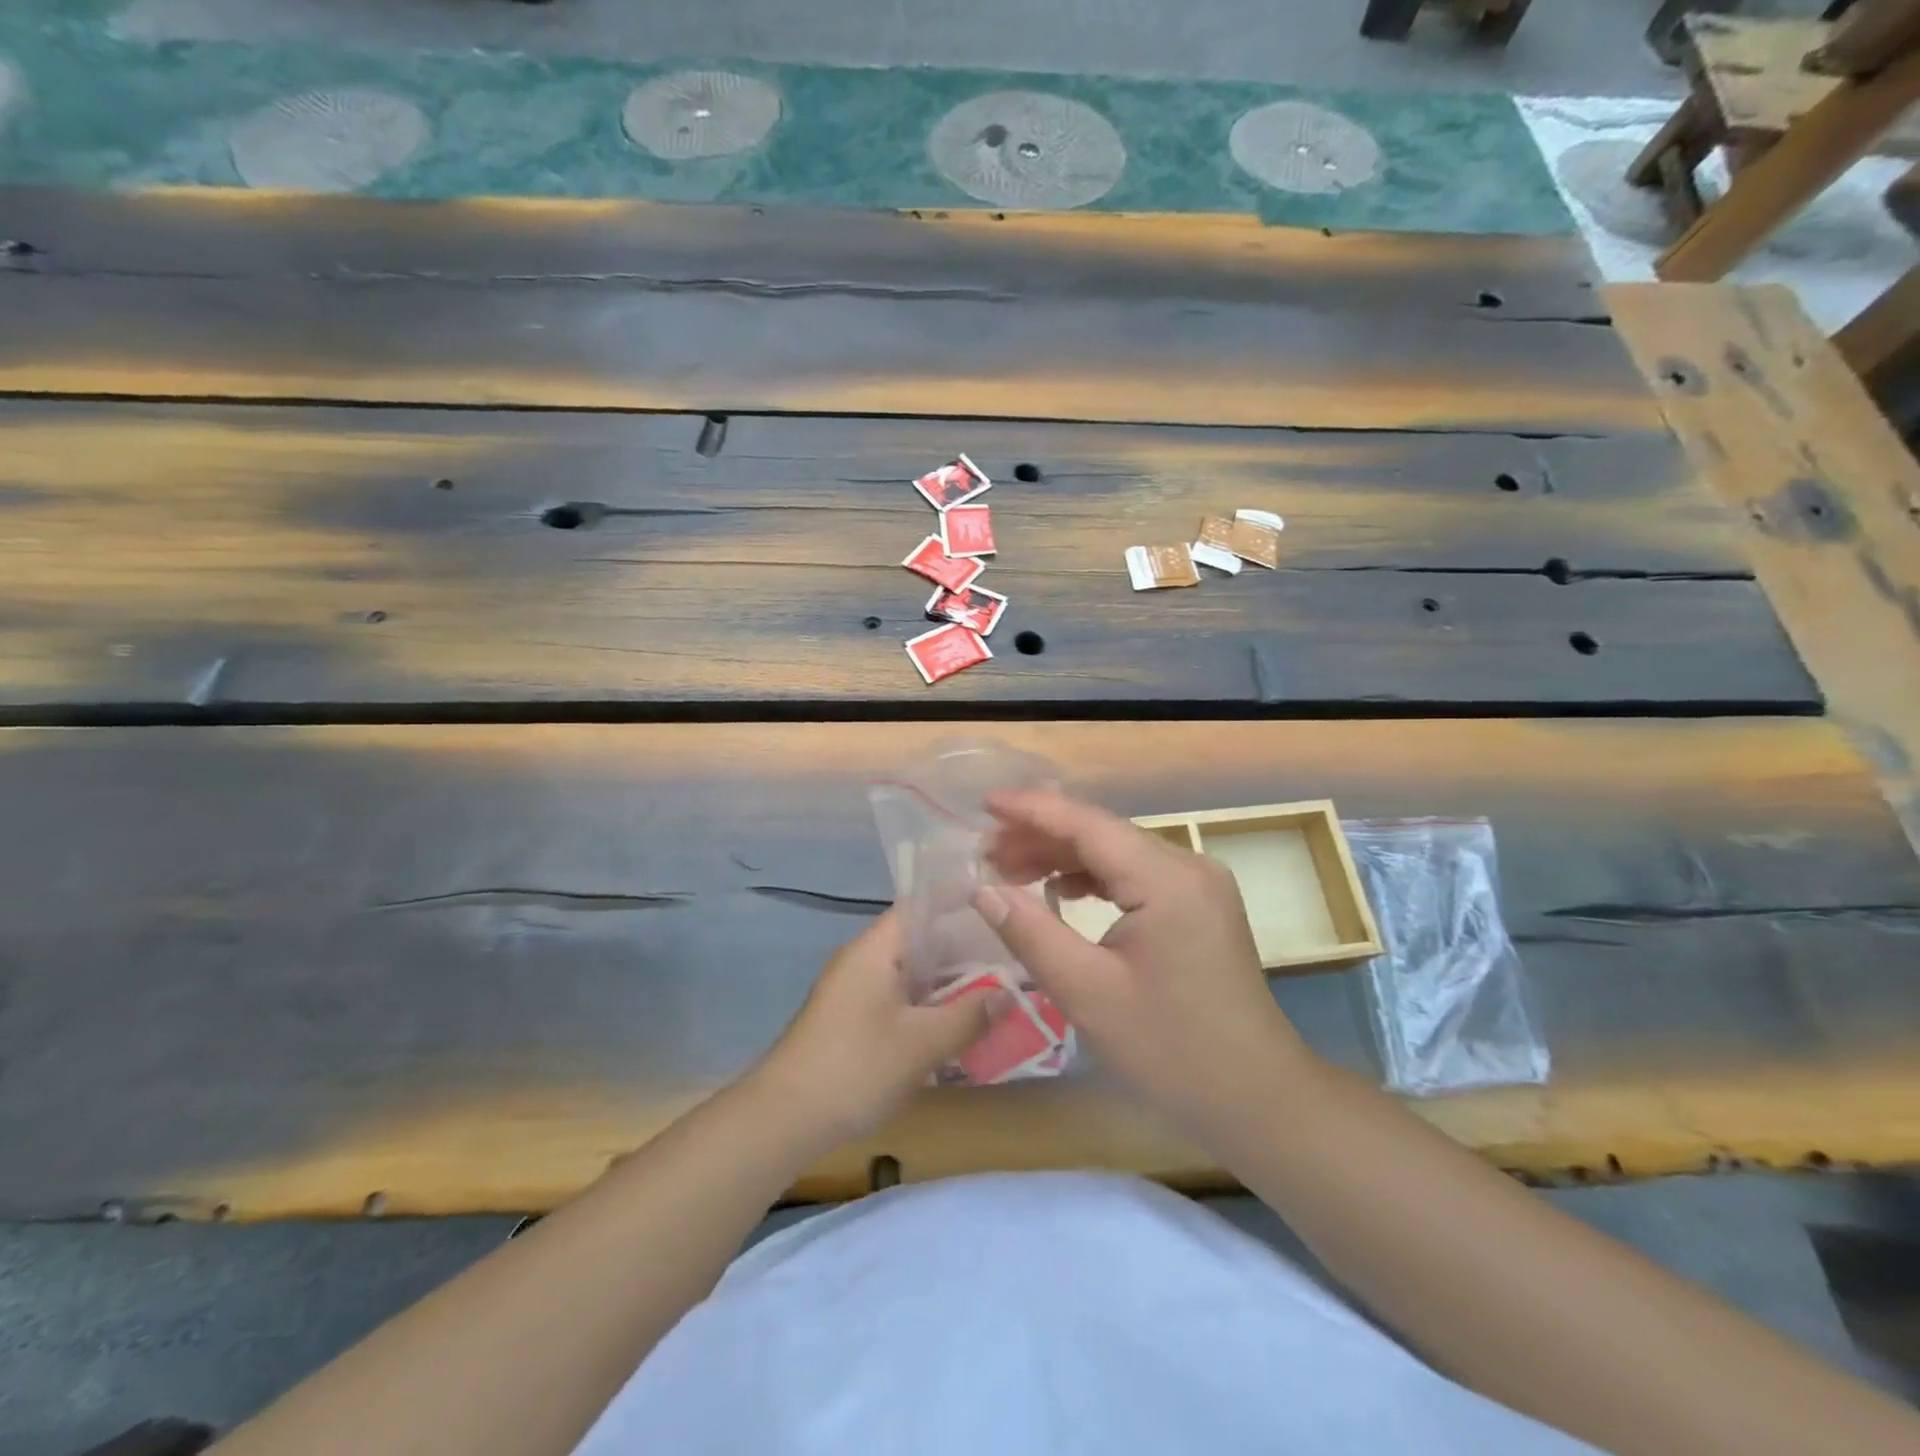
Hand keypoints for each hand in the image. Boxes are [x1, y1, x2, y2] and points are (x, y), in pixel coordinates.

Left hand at [752, 908, 1007, 1147]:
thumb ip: (970, 1015)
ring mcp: (855, 991)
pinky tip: (957, 1023)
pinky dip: (928, 1004)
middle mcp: (864, 960)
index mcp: (876, 948)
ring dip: (948, 981)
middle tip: (1011, 954)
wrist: (783, 1119)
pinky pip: (899, 998)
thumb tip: (1009, 992)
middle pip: (920, 940)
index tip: (999, 904)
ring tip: (996, 988)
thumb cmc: (856, 1066)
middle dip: (964, 948)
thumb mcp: (922, 1042)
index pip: (921, 906)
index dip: (959, 901)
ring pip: (911, 973)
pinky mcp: (852, 1021)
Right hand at [974, 791, 1313, 1129]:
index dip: (1032, 810)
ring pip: (1118, 851)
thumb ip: (1031, 933)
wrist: (1257, 1098)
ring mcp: (1199, 884)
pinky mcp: (1199, 905)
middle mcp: (1188, 866)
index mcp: (1167, 880)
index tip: (984, 804)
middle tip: (985, 853)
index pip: (1088, 824)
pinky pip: (1136, 874)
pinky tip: (1061, 890)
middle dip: (1041, 836)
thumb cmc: (1171, 1050)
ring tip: (1011, 870)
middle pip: (1103, 833)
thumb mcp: (1088, 993)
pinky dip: (1094, 877)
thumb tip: (982, 889)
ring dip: (1064, 856)